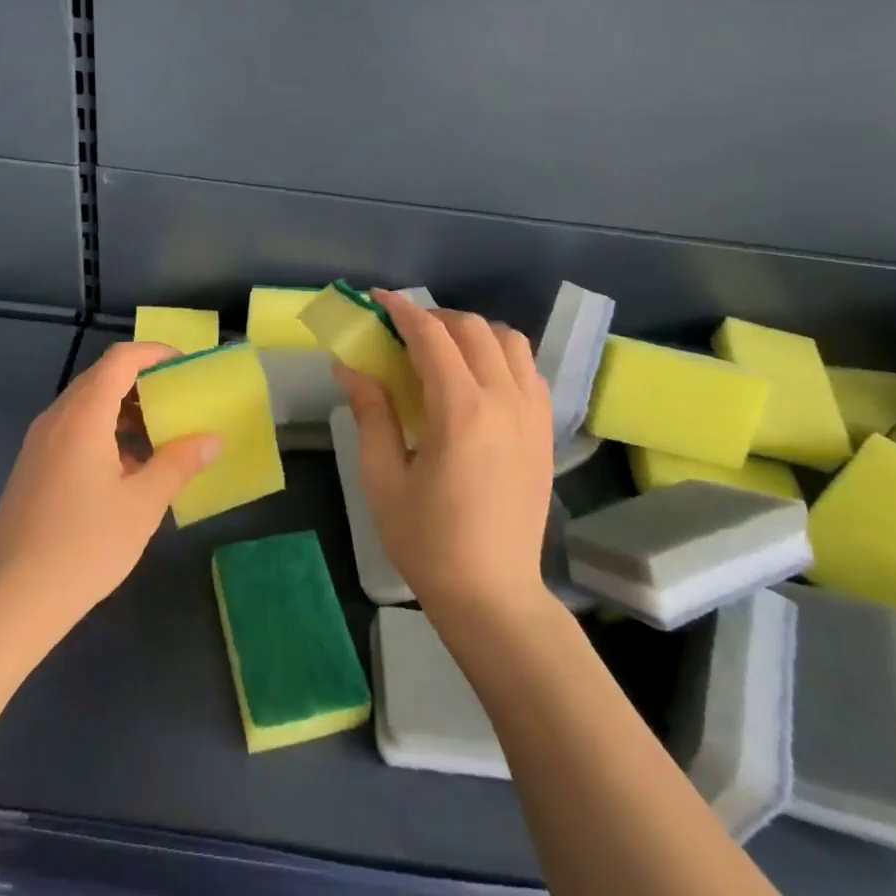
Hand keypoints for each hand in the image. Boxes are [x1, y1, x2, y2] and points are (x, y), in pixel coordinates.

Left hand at [0, 341, 220, 649]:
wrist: (14, 600)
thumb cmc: (85, 546)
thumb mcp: (143, 504)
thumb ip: (179, 463)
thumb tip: (211, 439)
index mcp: (82, 416)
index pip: (120, 360)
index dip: (154, 353)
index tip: (185, 365)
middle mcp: (55, 419)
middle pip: (100, 378)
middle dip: (142, 381)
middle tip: (178, 400)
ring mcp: (37, 443)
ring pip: (84, 406)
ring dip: (122, 409)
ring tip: (157, 437)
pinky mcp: (30, 467)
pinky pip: (71, 430)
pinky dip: (102, 431)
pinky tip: (124, 470)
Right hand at [337, 290, 555, 621]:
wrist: (493, 595)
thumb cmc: (428, 540)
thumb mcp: (383, 477)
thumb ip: (370, 412)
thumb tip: (350, 367)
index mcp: (461, 411)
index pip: (432, 336)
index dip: (402, 311)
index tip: (377, 301)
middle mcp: (505, 401)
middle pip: (474, 329)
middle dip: (434, 318)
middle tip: (402, 332)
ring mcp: (533, 415)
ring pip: (510, 342)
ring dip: (472, 333)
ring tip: (442, 351)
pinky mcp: (545, 433)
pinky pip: (529, 370)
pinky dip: (501, 356)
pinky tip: (477, 380)